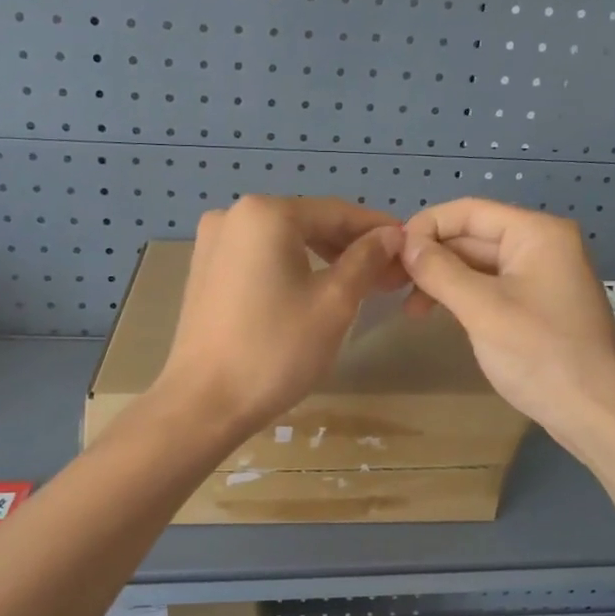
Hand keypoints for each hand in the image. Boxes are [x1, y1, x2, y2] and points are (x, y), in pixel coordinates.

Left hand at [156, 195, 405, 437]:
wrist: (204, 403)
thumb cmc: (276, 350)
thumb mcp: (334, 303)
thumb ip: (366, 260)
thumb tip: (392, 235)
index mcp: (266, 213)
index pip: (338, 212)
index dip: (379, 231)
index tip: (410, 250)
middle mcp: (234, 215)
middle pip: (309, 223)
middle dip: (352, 247)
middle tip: (389, 275)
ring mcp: (213, 242)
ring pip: (285, 241)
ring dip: (324, 258)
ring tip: (359, 286)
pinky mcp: (205, 270)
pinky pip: (261, 257)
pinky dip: (292, 268)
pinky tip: (314, 291)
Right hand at [401, 199, 614, 453]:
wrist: (594, 412)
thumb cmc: (540, 355)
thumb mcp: (483, 310)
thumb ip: (440, 271)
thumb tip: (404, 243)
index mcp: (536, 233)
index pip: (469, 211)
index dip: (425, 227)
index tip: (389, 254)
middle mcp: (541, 245)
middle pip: (472, 236)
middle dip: (431, 257)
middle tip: (390, 286)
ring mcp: (540, 276)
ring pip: (478, 264)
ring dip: (442, 280)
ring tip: (410, 310)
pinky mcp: (536, 304)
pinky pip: (490, 287)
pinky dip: (461, 296)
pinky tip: (438, 315)